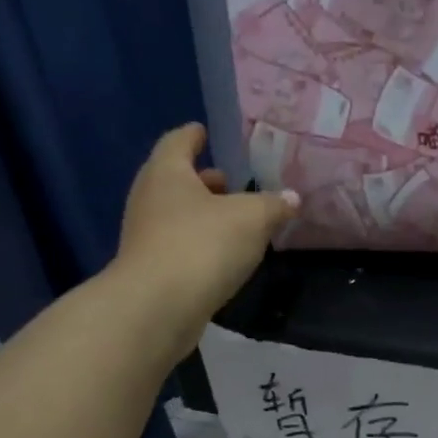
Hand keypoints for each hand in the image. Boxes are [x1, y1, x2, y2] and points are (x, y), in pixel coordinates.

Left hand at [114, 123, 298, 348]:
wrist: (157, 307)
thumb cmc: (202, 245)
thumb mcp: (252, 219)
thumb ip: (273, 205)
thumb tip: (292, 198)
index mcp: (167, 173)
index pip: (178, 142)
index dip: (193, 135)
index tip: (203, 131)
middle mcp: (149, 198)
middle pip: (175, 180)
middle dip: (202, 180)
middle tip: (228, 182)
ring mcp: (145, 236)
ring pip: (176, 215)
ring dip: (202, 214)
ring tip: (232, 222)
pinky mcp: (151, 270)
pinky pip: (178, 246)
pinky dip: (198, 244)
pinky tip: (221, 256)